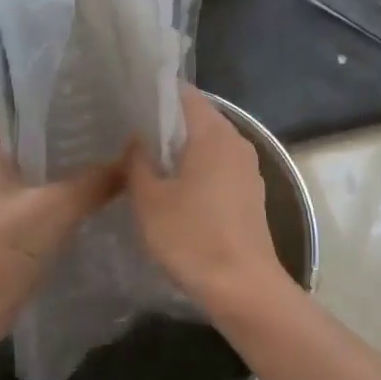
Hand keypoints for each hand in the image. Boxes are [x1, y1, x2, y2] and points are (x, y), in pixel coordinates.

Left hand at [0, 81, 122, 347]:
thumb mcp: (52, 210)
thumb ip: (95, 182)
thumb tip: (136, 158)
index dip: (3, 66)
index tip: (46, 51)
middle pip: (9, 117)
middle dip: (45, 99)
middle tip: (92, 83)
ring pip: (27, 151)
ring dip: (56, 138)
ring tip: (101, 119)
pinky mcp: (8, 218)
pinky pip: (38, 182)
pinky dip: (61, 174)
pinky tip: (95, 173)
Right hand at [125, 87, 292, 313]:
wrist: (243, 286)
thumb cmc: (192, 237)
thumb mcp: (150, 200)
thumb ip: (138, 162)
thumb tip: (136, 138)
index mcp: (213, 133)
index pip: (185, 94)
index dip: (157, 93)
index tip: (129, 100)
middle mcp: (237, 141)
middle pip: (199, 117)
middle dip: (166, 122)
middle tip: (129, 130)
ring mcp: (248, 167)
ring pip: (209, 143)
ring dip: (181, 147)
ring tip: (146, 157)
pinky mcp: (250, 192)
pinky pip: (219, 165)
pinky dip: (197, 167)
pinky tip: (174, 186)